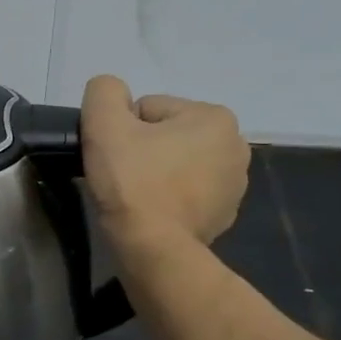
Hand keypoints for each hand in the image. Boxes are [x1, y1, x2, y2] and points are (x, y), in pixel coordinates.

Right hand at [80, 75, 248, 249]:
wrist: (153, 248)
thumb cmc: (132, 182)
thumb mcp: (103, 124)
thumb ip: (104, 92)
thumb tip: (111, 93)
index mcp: (214, 117)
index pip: (148, 109)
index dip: (122, 130)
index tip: (114, 155)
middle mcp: (236, 145)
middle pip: (166, 135)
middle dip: (142, 150)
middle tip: (121, 175)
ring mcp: (235, 184)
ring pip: (176, 163)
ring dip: (155, 173)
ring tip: (136, 196)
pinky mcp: (224, 214)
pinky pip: (186, 193)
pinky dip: (168, 198)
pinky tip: (152, 212)